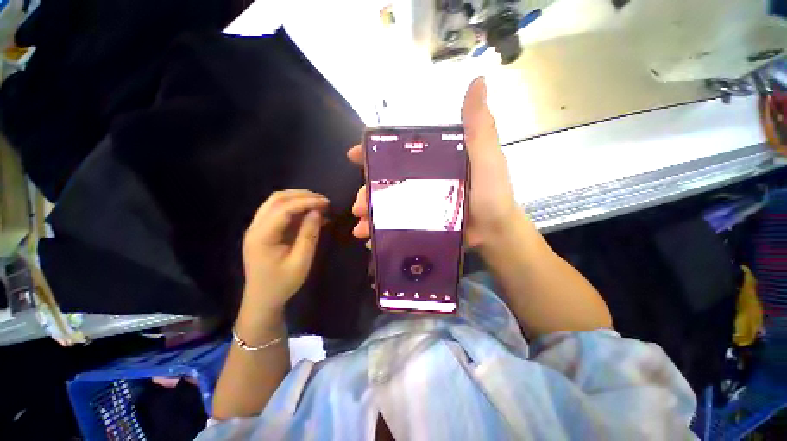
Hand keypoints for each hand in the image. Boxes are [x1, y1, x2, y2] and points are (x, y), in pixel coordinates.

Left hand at [241, 190, 328, 311]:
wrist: (262, 300)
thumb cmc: (282, 283)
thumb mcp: (301, 261)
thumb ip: (309, 235)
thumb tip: (317, 212)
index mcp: (262, 236)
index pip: (284, 208)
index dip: (306, 202)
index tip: (326, 203)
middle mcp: (255, 227)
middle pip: (276, 199)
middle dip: (301, 195)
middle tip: (323, 200)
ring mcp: (257, 228)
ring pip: (275, 202)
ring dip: (297, 199)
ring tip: (318, 203)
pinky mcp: (263, 231)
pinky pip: (278, 212)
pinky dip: (294, 208)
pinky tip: (309, 213)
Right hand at [348, 77, 519, 246]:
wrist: (495, 230)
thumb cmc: (490, 192)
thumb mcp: (486, 155)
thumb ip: (478, 125)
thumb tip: (479, 80)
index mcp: (431, 160)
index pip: (397, 150)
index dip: (373, 150)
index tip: (353, 156)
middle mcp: (420, 179)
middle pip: (386, 180)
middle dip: (367, 191)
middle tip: (359, 206)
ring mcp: (418, 202)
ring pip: (386, 205)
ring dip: (371, 215)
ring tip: (361, 227)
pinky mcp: (419, 221)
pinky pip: (395, 225)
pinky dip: (381, 232)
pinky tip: (371, 240)